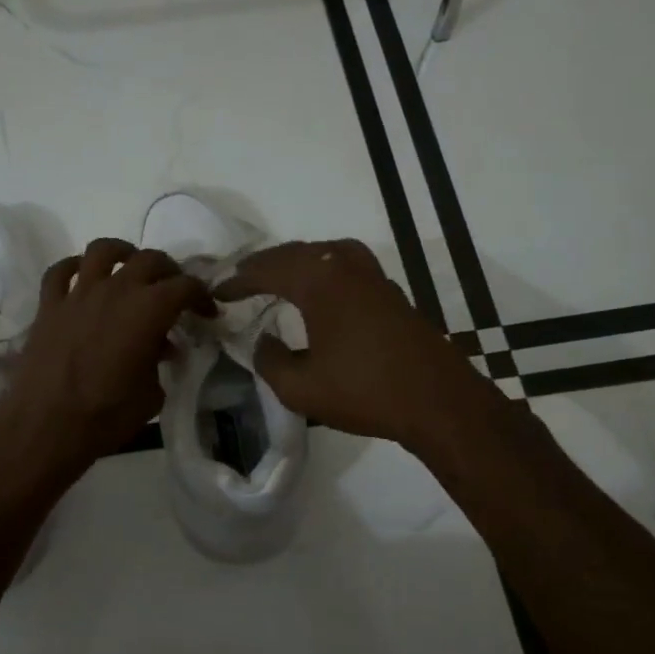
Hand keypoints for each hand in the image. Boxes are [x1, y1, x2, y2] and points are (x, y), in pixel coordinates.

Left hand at [0, 238, 212, 488]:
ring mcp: (79, 293)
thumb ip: (159, 363)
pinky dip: (73, 267)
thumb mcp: (151, 395)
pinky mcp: (49, 305)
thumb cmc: (107, 415)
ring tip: (129, 266)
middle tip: (173, 290)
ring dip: (122, 253)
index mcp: (148, 310)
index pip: (185, 286)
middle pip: (149, 260)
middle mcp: (116, 290)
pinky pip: (60, 271)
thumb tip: (160, 349)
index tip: (206, 312)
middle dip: (168, 271)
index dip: (202, 296)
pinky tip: (81, 278)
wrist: (46, 425)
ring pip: (102, 250)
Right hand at [218, 239, 497, 456]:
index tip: (217, 292)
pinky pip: (345, 265)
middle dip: (263, 265)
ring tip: (276, 278)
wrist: (437, 400)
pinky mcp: (390, 292)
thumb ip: (270, 360)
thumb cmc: (364, 391)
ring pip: (324, 253)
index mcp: (319, 280)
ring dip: (295, 262)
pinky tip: (318, 290)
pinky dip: (321, 269)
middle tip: (240, 280)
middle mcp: (345, 265)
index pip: (267, 270)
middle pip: (295, 253)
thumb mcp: (300, 388)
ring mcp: (373, 276)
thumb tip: (264, 341)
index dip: (238, 281)